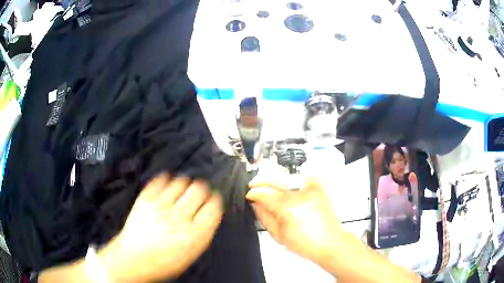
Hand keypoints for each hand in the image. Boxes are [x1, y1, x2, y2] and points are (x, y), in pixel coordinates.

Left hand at [100, 174, 223, 282]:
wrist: (134, 259)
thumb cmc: (164, 261)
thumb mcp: (192, 252)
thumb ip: (204, 231)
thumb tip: (210, 211)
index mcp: (194, 234)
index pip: (213, 206)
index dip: (215, 199)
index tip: (212, 198)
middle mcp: (179, 218)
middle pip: (199, 189)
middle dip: (203, 187)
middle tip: (199, 190)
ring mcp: (161, 206)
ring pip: (181, 181)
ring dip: (186, 182)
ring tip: (183, 188)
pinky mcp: (146, 199)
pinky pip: (161, 179)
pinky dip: (167, 179)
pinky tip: (168, 184)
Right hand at [246, 175, 342, 264]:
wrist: (329, 241)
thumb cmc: (303, 243)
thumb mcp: (277, 234)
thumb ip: (263, 216)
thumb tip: (255, 202)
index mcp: (287, 207)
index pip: (264, 193)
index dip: (253, 193)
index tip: (249, 195)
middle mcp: (298, 193)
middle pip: (274, 180)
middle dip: (261, 181)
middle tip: (254, 185)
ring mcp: (310, 187)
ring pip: (286, 177)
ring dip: (275, 181)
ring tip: (270, 187)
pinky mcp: (319, 187)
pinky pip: (302, 177)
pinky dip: (292, 179)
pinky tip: (288, 186)